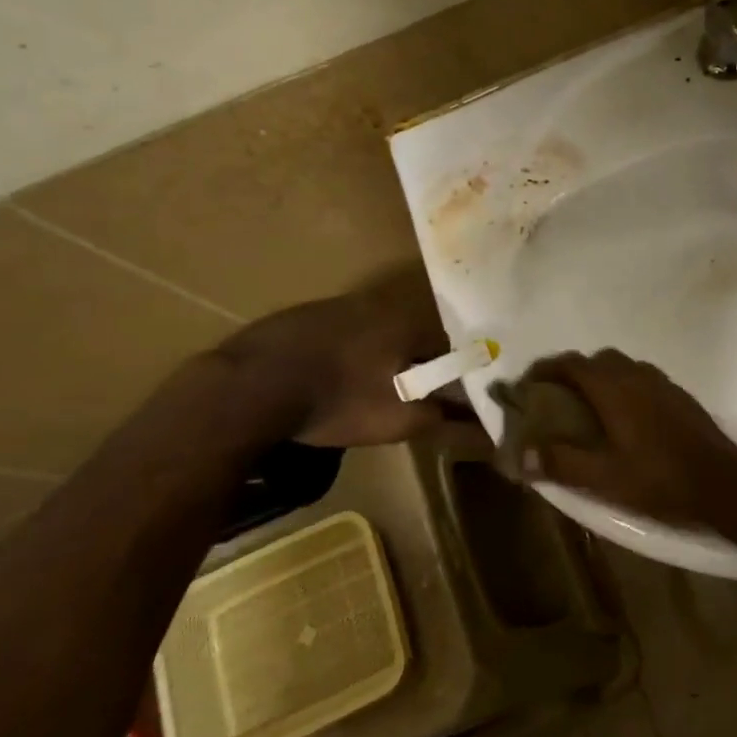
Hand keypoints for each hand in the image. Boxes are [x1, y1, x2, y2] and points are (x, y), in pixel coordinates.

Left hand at [218, 267, 450, 446]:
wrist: (250, 388)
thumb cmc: (338, 400)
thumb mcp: (399, 419)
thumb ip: (445, 420)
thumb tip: (486, 432)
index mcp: (406, 322)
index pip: (448, 342)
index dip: (453, 369)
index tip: (450, 393)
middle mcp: (374, 304)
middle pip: (410, 334)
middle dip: (414, 362)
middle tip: (409, 393)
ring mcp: (332, 306)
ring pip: (372, 331)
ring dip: (378, 355)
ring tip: (368, 388)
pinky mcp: (298, 317)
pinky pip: (337, 333)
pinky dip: (342, 353)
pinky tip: (327, 378)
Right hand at [517, 349, 736, 527]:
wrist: (724, 484)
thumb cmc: (659, 480)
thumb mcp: (604, 478)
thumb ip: (561, 462)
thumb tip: (522, 454)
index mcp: (615, 388)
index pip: (572, 364)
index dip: (546, 369)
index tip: (527, 384)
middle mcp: (638, 375)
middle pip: (597, 360)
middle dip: (573, 372)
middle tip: (556, 399)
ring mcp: (663, 384)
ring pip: (623, 367)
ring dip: (601, 379)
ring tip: (588, 410)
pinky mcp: (681, 397)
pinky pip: (643, 379)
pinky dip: (624, 388)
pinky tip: (625, 420)